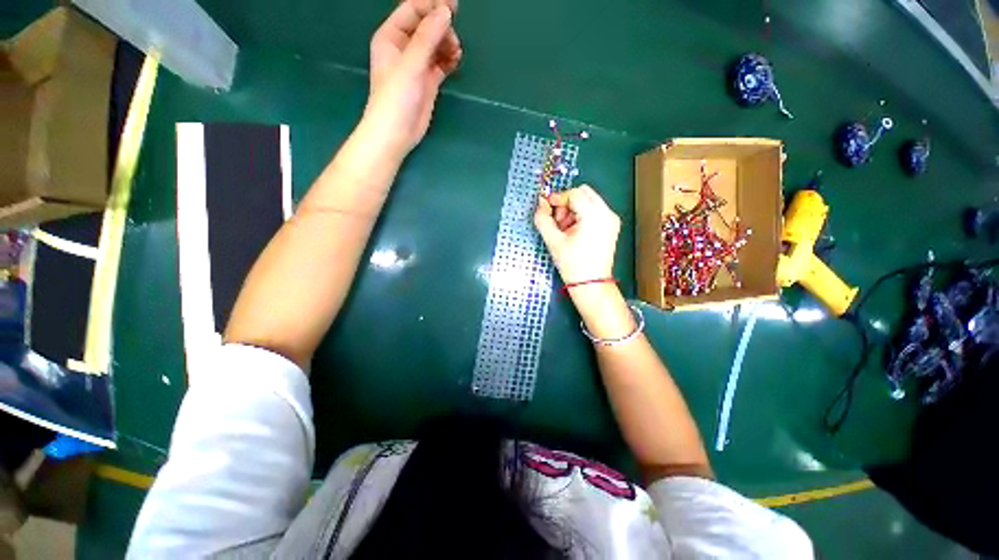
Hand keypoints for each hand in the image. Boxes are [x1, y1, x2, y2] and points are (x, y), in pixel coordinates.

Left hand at [363, 0, 461, 157]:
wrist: (397, 133)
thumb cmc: (396, 97)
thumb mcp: (411, 64)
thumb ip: (428, 37)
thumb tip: (446, 12)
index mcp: (391, 36)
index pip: (413, 10)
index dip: (432, 5)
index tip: (453, 7)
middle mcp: (404, 47)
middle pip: (427, 26)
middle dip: (442, 28)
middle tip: (453, 40)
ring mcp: (417, 65)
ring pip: (435, 44)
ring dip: (447, 44)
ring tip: (456, 53)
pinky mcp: (427, 81)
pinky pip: (441, 63)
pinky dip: (449, 59)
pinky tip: (455, 61)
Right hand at [534, 185, 621, 284]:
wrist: (591, 284)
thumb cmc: (572, 265)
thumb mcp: (553, 241)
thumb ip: (543, 219)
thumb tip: (541, 204)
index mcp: (594, 216)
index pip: (575, 194)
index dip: (558, 198)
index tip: (547, 207)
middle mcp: (607, 214)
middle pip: (584, 193)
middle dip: (567, 202)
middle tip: (558, 220)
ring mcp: (611, 220)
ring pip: (589, 200)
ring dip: (574, 209)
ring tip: (565, 229)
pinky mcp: (611, 226)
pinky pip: (594, 211)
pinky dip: (582, 215)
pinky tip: (574, 231)